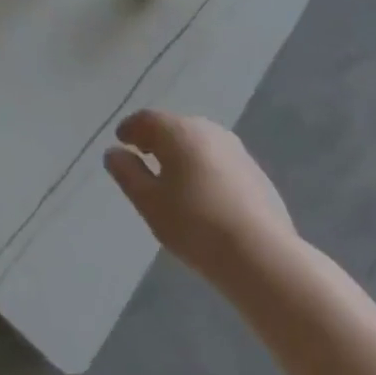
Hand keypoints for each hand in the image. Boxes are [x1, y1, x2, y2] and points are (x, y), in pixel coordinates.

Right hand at [105, 110, 295, 285]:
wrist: (261, 255)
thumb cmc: (195, 225)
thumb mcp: (149, 202)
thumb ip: (127, 173)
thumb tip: (114, 153)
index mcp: (179, 131)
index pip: (147, 119)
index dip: (130, 128)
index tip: (120, 140)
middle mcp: (208, 130)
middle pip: (174, 127)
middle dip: (156, 139)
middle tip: (142, 156)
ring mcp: (236, 150)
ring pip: (199, 143)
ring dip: (181, 153)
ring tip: (171, 177)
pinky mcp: (255, 172)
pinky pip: (218, 161)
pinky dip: (203, 168)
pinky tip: (202, 194)